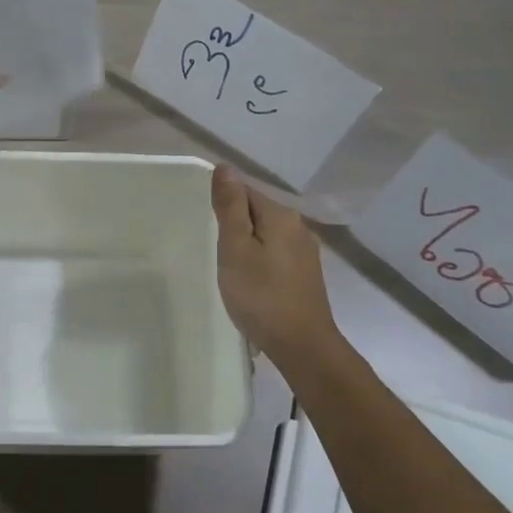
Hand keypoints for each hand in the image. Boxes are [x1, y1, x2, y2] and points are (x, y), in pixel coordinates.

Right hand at [211, 166, 339, 362]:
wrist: (302, 345)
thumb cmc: (260, 295)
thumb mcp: (235, 248)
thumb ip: (230, 207)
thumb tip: (225, 168)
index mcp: (281, 215)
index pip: (245, 191)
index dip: (223, 204)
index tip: (206, 225)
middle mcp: (298, 226)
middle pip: (258, 211)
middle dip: (235, 223)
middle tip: (213, 248)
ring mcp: (306, 251)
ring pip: (267, 233)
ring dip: (247, 242)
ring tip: (228, 264)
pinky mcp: (306, 273)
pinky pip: (276, 252)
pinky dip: (260, 258)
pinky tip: (250, 278)